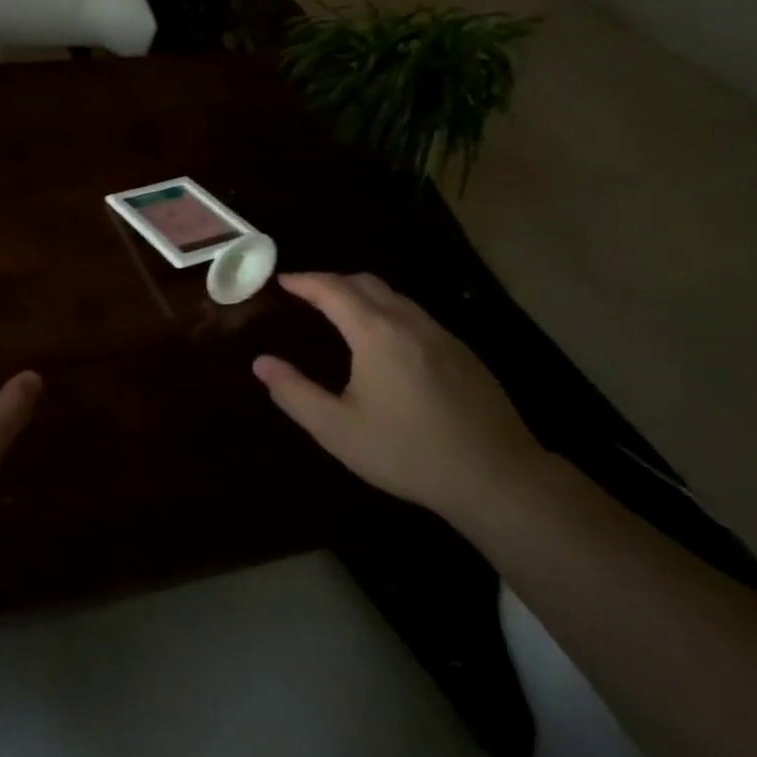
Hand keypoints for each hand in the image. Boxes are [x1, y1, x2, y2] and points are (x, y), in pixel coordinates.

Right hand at [253, 273, 544, 528]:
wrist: (495, 475)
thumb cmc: (406, 451)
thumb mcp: (337, 429)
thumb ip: (294, 392)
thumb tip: (261, 363)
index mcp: (375, 332)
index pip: (332, 289)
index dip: (304, 281)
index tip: (282, 281)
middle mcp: (408, 321)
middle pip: (365, 283)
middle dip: (331, 281)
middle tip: (307, 293)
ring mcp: (441, 334)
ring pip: (394, 296)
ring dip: (362, 294)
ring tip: (340, 312)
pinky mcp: (462, 352)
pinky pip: (415, 315)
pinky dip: (388, 311)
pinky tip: (385, 342)